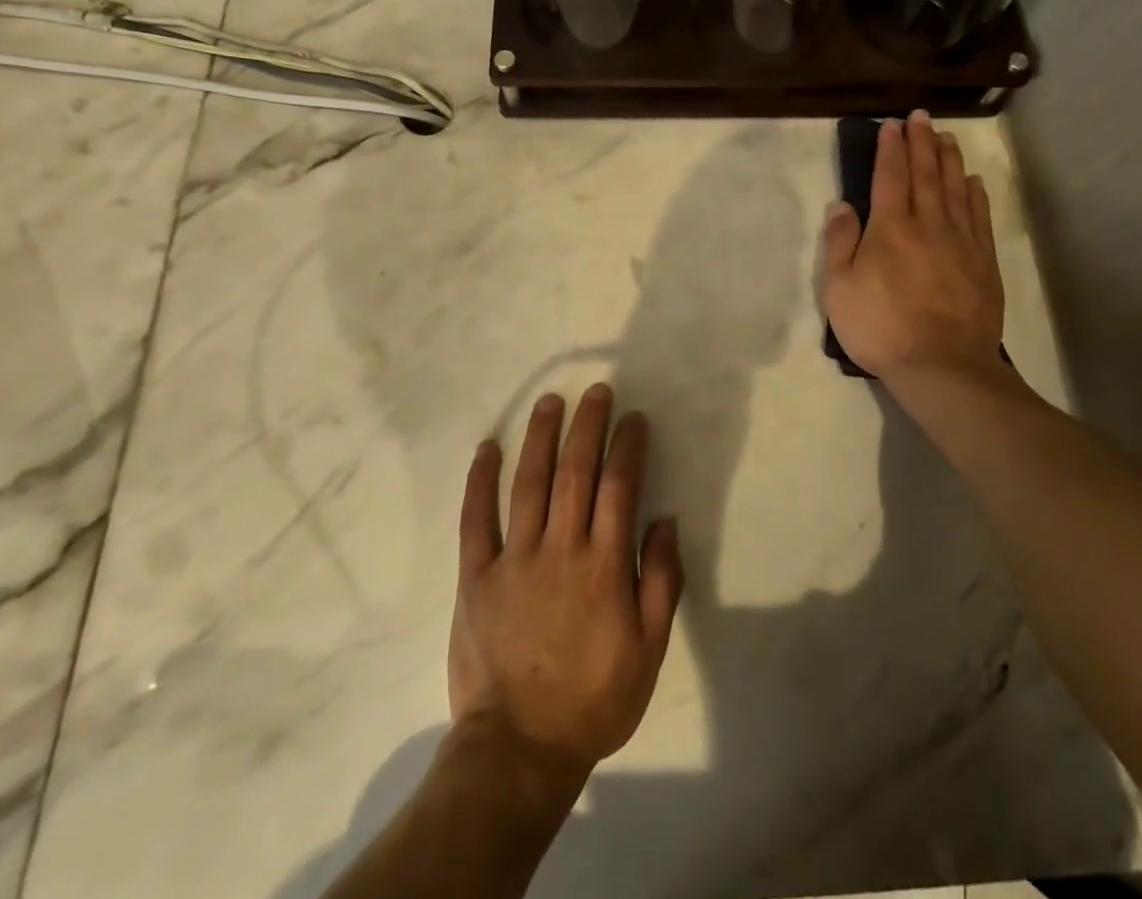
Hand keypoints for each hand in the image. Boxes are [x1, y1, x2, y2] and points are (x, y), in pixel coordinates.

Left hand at [449, 385, 683, 780]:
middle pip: (575, 472)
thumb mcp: (649, 651)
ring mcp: (514, 559)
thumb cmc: (594, 701)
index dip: (628, 446)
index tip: (634, 418)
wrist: (519, 750)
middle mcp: (561, 549)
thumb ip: (661, 582)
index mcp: (604, 566)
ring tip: (550, 401)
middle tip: (596, 391)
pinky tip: (487, 448)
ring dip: (540, 437)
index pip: (620, 487)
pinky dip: (480, 481)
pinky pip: (476, 519)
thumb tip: (665, 521)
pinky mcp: (476, 576)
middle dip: (587, 425)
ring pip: (528, 483)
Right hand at [821, 111, 1006, 385]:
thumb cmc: (881, 326)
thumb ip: (840, 242)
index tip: (892, 124)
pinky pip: (979, 217)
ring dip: (949, 160)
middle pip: (926, 173)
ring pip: (955, 189)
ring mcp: (961, 241)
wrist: (942, 365)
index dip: (890, 147)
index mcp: (890, 227)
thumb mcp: (839, 288)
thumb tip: (842, 204)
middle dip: (922, 142)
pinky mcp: (983, 262)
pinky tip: (973, 182)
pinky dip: (976, 194)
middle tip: (921, 117)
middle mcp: (928, 224)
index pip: (890, 175)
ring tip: (947, 137)